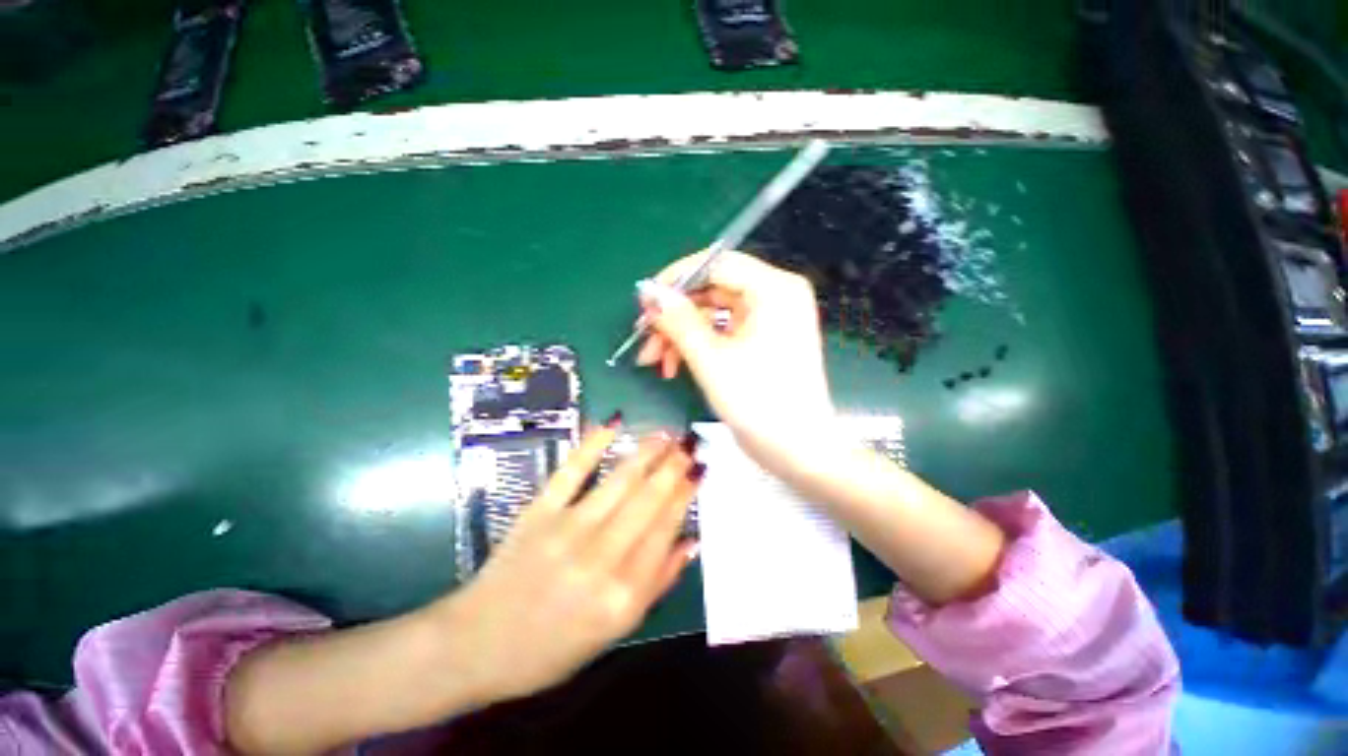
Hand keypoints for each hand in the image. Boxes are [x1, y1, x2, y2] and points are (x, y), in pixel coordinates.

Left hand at [434, 422, 700, 703]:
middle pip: (647, 499)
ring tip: (666, 433)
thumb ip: (657, 584)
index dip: (685, 494)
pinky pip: (571, 471)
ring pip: (619, 481)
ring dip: (646, 451)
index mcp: (623, 594)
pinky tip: (614, 422)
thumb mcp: (615, 631)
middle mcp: (601, 558)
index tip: (699, 468)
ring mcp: (567, 530)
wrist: (476, 646)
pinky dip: (593, 443)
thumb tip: (691, 541)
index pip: (664, 529)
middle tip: (689, 442)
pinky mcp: (538, 512)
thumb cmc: (552, 647)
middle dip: (673, 466)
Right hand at [635, 251, 837, 472]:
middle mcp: (775, 296)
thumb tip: (650, 292)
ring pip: (712, 313)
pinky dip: (698, 345)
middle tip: (645, 339)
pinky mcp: (763, 339)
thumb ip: (678, 320)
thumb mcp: (710, 359)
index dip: (675, 279)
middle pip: (712, 290)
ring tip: (655, 361)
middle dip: (675, 316)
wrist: (797, 450)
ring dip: (681, 334)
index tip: (645, 300)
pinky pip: (723, 331)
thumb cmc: (758, 402)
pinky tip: (674, 365)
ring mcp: (770, 319)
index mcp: (773, 289)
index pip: (716, 264)